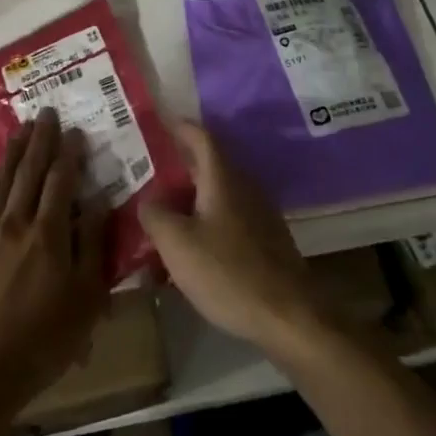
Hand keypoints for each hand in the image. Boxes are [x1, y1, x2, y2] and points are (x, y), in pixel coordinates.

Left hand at [0, 109, 109, 435]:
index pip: (61, 180)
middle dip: (40, 140)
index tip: (75, 131)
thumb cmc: (42, 340)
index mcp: (48, 233)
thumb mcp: (85, 299)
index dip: (69, 153)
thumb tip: (97, 201)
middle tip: (46, 113)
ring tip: (21, 129)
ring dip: (13, 152)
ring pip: (0, 180)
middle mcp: (14, 222)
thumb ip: (92, 245)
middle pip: (29, 171)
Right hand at [139, 123, 320, 352]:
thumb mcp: (177, 244)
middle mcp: (243, 187)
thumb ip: (155, 215)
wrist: (288, 315)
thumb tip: (148, 199)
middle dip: (179, 162)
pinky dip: (204, 216)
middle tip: (147, 166)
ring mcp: (258, 214)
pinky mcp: (263, 240)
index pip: (201, 137)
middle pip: (209, 163)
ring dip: (190, 192)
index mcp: (223, 179)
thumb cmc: (227, 272)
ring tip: (160, 204)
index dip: (179, 126)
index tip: (158, 120)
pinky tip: (188, 240)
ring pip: (218, 191)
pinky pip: (227, 215)